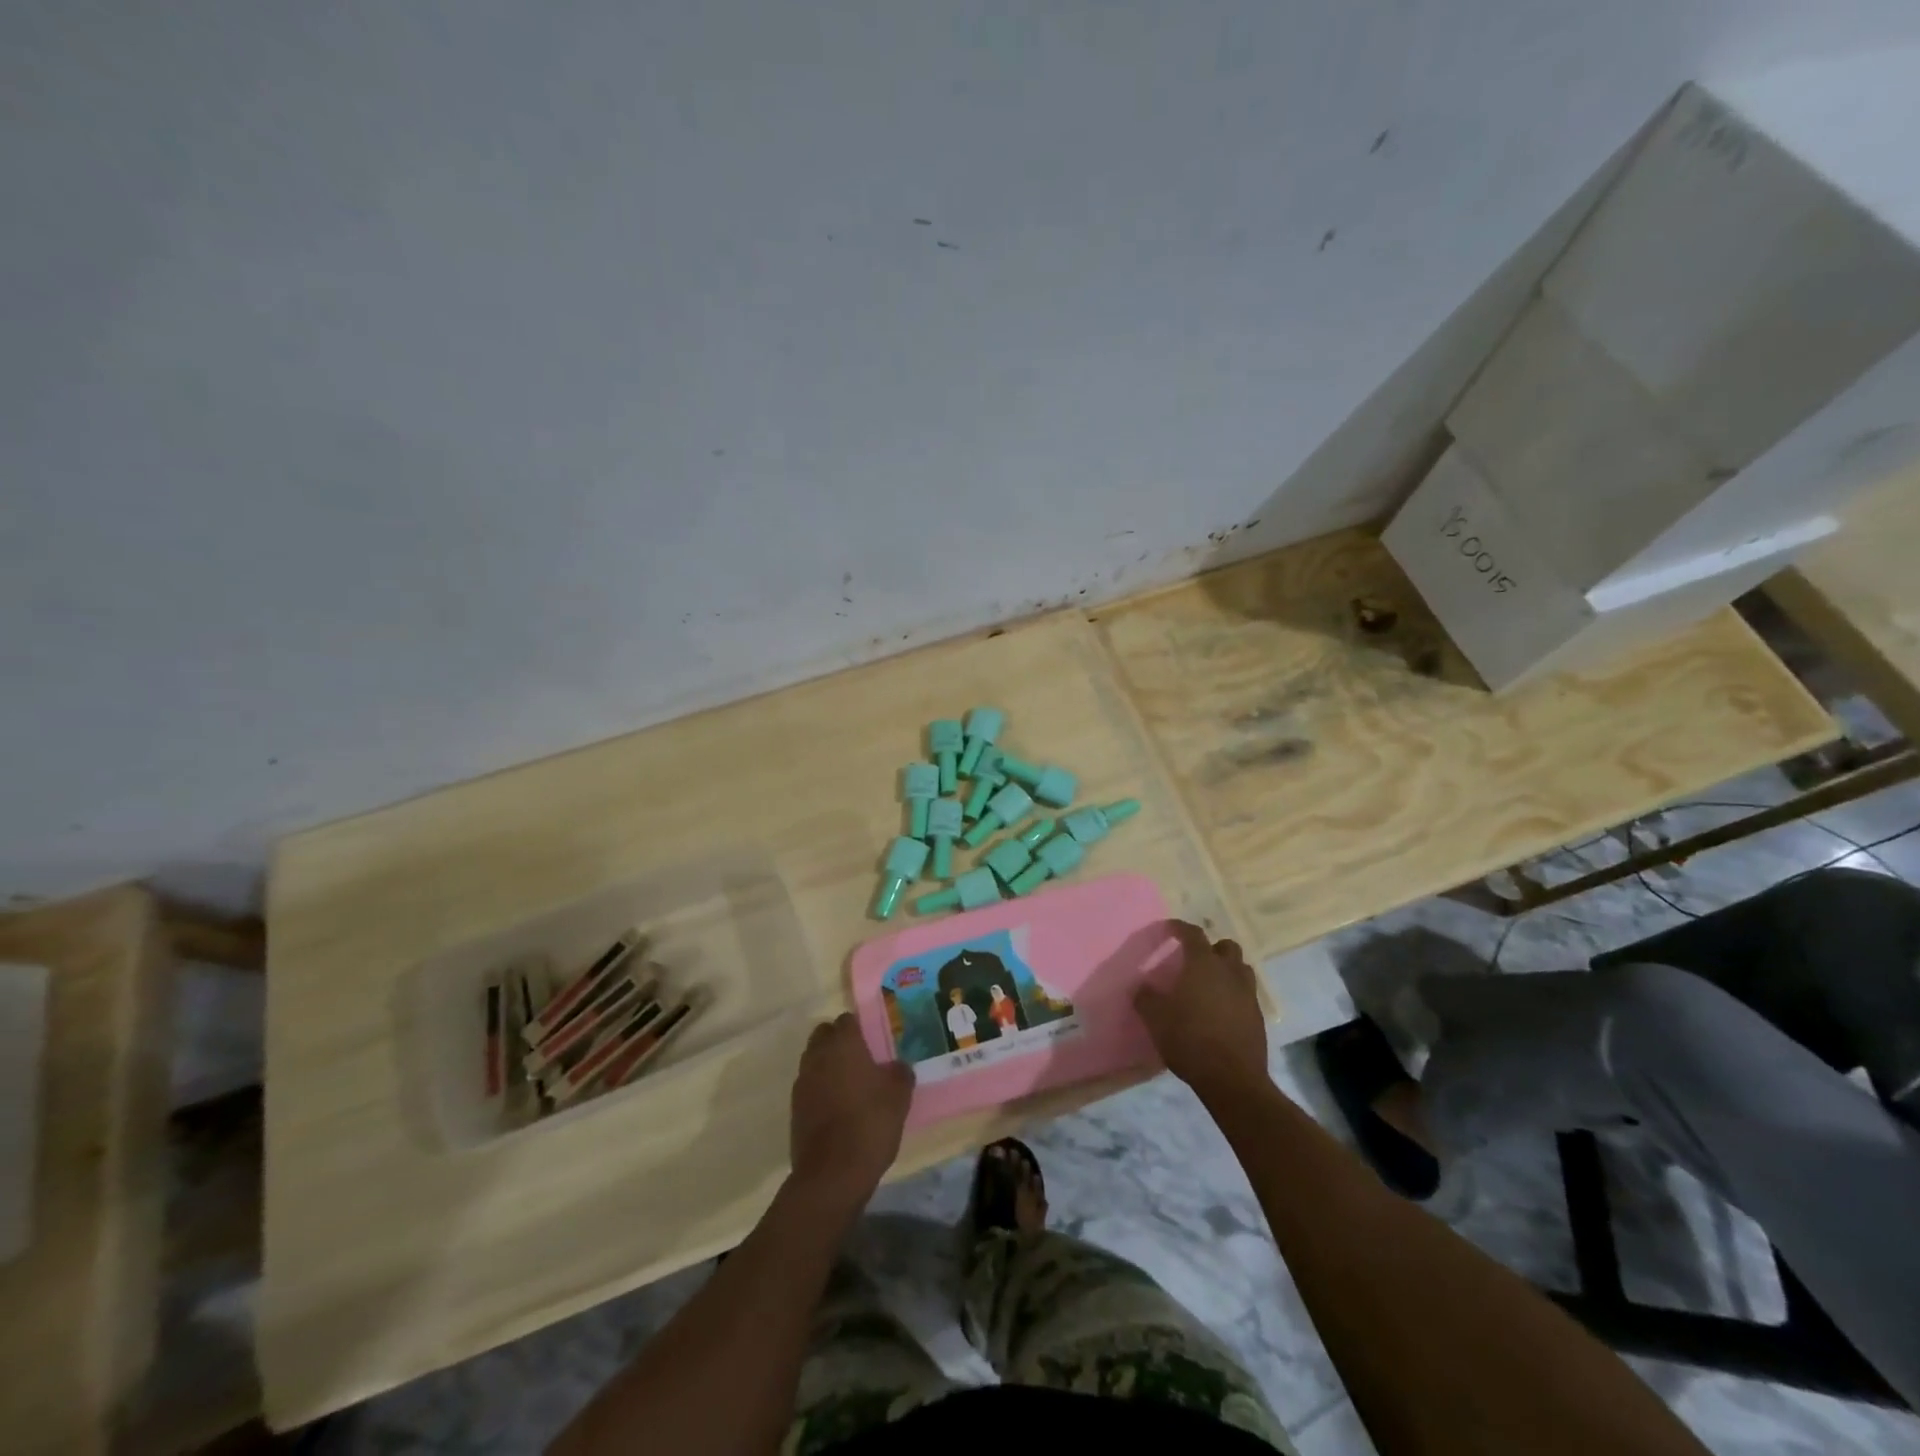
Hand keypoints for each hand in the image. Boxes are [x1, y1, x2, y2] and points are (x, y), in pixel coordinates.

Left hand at [789, 1013, 912, 1204]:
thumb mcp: (899, 1096)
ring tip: (850, 1085)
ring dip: (827, 1065)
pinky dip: (820, 1089)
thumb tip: (897, 1067)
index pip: (846, 1020)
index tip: (873, 1041)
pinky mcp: (794, 1108)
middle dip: (838, 1041)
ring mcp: (802, 1082)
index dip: (859, 1028)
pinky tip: (837, 1108)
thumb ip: (900, 1072)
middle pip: (824, 1035)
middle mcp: (818, 1056)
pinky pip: (809, 1086)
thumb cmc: (870, 1123)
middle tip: (861, 1059)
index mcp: (843, 1044)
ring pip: (813, 1060)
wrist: (832, 1173)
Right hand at [1135, 921, 1267, 1100]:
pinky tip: (1220, 1011)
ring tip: (1210, 984)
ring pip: (1241, 970)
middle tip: (1194, 960)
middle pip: (1226, 947)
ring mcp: (1248, 994)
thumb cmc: (1190, 1040)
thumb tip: (1142, 986)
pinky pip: (1246, 995)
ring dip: (1227, 970)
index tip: (1169, 929)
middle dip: (1211, 948)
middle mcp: (1229, 972)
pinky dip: (1234, 995)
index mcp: (1203, 965)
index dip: (1180, 928)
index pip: (1193, 934)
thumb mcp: (1156, 1019)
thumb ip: (1146, 997)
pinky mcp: (1258, 1017)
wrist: (1232, 1080)